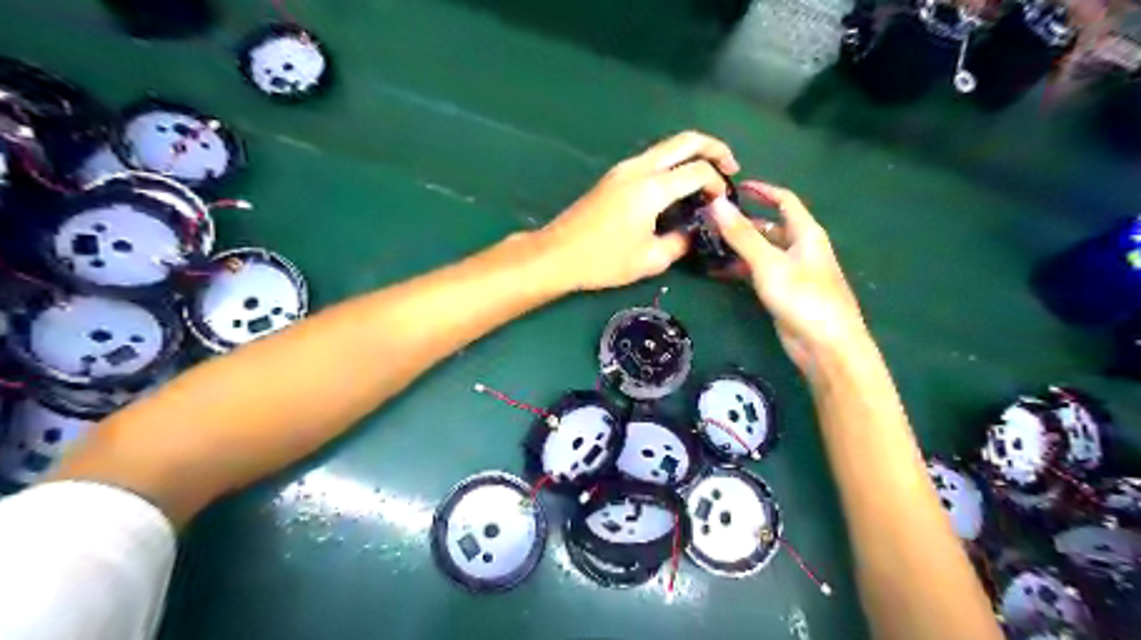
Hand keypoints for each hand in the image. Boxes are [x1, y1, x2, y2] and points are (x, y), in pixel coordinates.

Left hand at [538, 130, 734, 288]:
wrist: (558, 254)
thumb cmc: (603, 261)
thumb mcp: (650, 260)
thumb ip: (680, 242)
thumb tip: (694, 231)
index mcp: (651, 188)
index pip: (698, 171)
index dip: (718, 183)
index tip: (723, 202)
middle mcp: (639, 168)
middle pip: (685, 140)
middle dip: (715, 148)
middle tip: (731, 167)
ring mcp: (624, 168)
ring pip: (667, 146)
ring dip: (693, 153)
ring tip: (709, 176)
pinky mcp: (615, 176)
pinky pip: (653, 158)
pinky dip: (674, 163)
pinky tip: (679, 185)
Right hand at [711, 179, 864, 369]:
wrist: (825, 345)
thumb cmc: (802, 297)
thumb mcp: (769, 262)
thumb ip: (741, 234)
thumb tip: (716, 202)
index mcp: (806, 233)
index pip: (784, 201)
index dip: (762, 190)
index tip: (734, 186)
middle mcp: (801, 248)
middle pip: (770, 227)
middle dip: (743, 222)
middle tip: (711, 220)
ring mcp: (793, 272)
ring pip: (762, 251)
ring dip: (739, 247)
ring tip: (708, 245)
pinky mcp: (784, 293)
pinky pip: (759, 273)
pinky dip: (741, 269)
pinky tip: (719, 272)